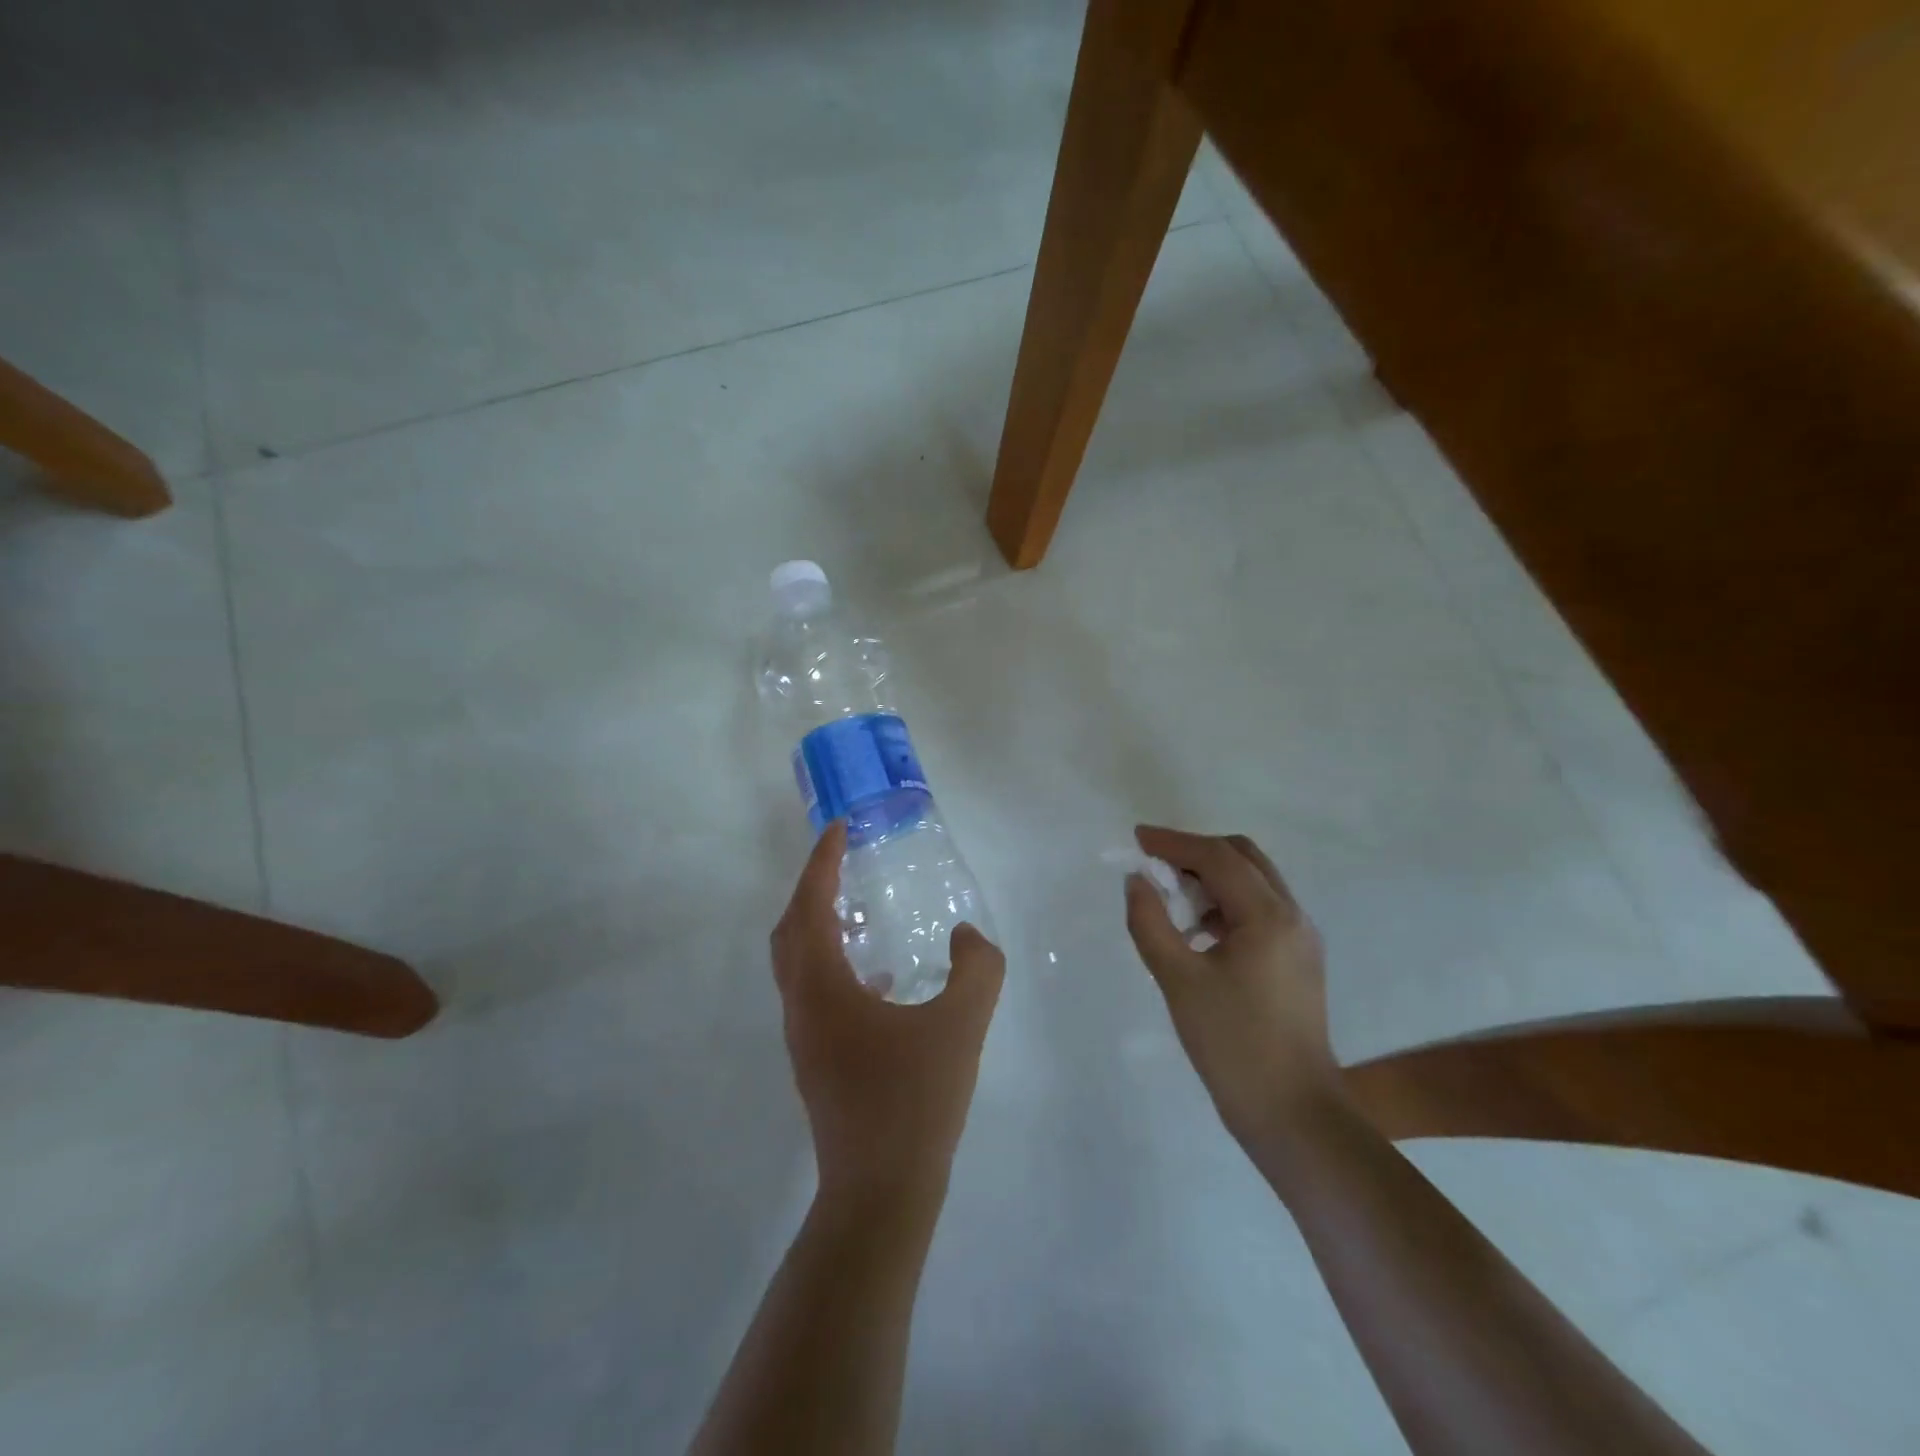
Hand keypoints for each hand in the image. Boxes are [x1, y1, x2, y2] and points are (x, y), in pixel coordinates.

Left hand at [772, 821, 1005, 1216]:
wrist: (880, 1193)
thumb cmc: (914, 1101)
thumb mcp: (961, 1024)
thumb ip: (976, 968)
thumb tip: (966, 936)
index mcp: (822, 986)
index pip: (811, 905)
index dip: (822, 862)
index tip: (839, 829)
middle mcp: (801, 1005)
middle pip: (791, 930)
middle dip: (813, 888)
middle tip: (844, 862)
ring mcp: (804, 1037)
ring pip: (798, 964)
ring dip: (820, 926)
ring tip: (860, 910)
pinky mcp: (817, 1062)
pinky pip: (816, 992)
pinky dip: (836, 966)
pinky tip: (882, 980)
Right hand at [1124, 826, 1341, 1149]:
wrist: (1294, 1115)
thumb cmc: (1232, 1044)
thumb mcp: (1178, 980)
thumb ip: (1150, 922)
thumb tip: (1136, 881)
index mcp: (1269, 916)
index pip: (1217, 857)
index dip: (1173, 842)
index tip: (1137, 838)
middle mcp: (1293, 916)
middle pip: (1243, 858)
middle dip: (1196, 853)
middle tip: (1155, 865)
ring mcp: (1301, 939)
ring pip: (1254, 882)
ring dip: (1212, 878)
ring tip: (1172, 900)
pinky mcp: (1299, 961)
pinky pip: (1260, 910)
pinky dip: (1226, 904)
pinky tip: (1199, 932)